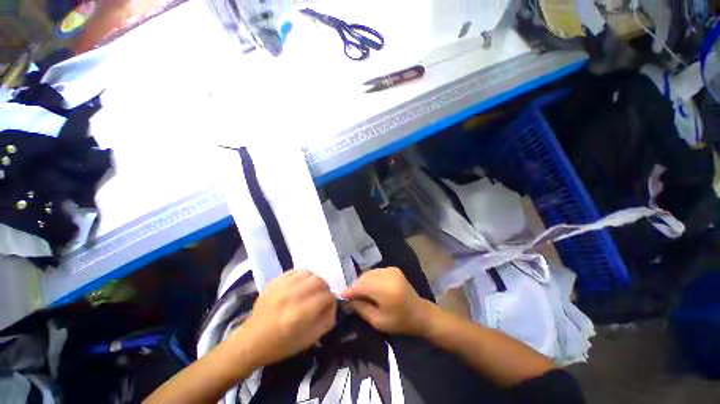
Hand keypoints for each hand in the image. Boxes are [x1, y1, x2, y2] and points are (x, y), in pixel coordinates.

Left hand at [236, 269, 336, 366]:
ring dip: (314, 281)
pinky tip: (300, 285)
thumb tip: (334, 304)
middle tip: (322, 296)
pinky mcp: (274, 282)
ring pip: (308, 273)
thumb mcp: (309, 340)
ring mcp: (280, 287)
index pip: (326, 297)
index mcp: (299, 315)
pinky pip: (295, 271)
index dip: (332, 300)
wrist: (251, 341)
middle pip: (318, 281)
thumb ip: (327, 321)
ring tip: (311, 290)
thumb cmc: (281, 345)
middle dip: (325, 288)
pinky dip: (303, 277)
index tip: (329, 304)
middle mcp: (290, 297)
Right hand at [340, 267, 432, 335]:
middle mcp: (387, 275)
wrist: (420, 313)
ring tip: (359, 293)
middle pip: (364, 277)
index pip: (361, 286)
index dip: (349, 291)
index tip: (341, 296)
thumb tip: (349, 300)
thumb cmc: (400, 321)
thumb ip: (361, 308)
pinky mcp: (393, 269)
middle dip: (355, 286)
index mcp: (385, 289)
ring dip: (362, 282)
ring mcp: (391, 270)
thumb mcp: (378, 321)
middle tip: (350, 297)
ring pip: (369, 273)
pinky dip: (370, 278)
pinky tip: (370, 287)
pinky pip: (376, 272)